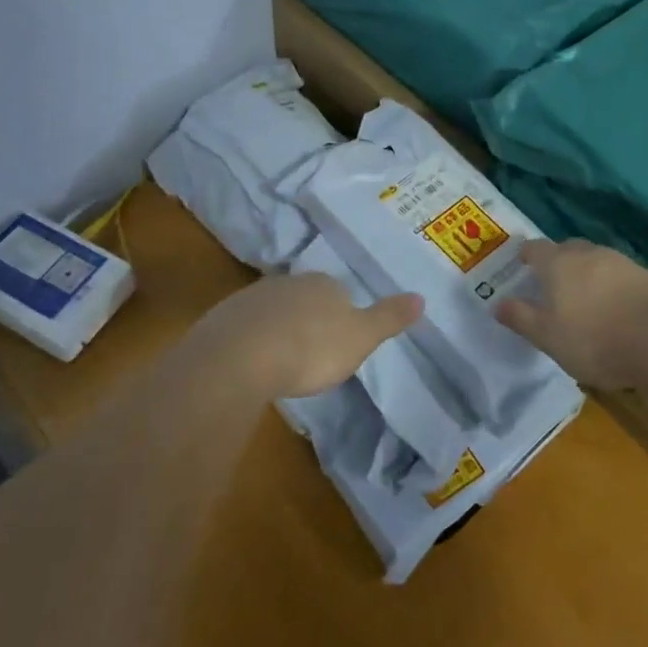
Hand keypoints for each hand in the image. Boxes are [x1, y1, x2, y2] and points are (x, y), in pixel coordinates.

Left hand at [192, 273, 422, 399]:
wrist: (241, 356)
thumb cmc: (311, 348)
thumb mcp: (361, 337)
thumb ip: (389, 318)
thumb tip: (421, 297)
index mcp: (325, 284)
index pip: (340, 292)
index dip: (342, 316)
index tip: (340, 342)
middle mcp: (290, 282)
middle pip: (306, 298)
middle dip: (310, 320)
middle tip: (312, 354)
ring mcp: (254, 297)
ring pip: (275, 310)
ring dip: (280, 329)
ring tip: (283, 362)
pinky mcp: (225, 317)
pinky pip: (247, 326)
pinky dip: (253, 341)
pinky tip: (254, 364)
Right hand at [496, 239, 647, 388]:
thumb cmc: (595, 339)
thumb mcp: (548, 337)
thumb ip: (522, 318)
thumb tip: (498, 303)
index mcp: (558, 263)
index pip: (535, 248)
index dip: (526, 255)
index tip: (522, 265)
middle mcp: (588, 254)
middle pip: (568, 249)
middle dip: (558, 261)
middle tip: (553, 283)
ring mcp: (622, 262)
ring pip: (597, 260)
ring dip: (588, 274)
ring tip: (586, 299)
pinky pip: (621, 276)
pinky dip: (614, 287)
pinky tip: (617, 309)